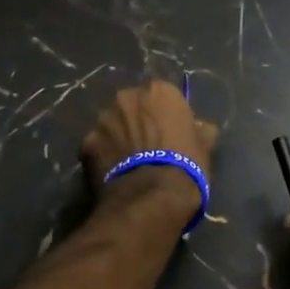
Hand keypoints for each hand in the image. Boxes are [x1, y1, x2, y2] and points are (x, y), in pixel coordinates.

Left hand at [81, 80, 218, 215]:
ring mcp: (103, 119)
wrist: (151, 196)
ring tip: (128, 161)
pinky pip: (97, 146)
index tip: (170, 133)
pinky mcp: (85, 143)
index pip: (163, 96)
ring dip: (118, 136)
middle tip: (147, 145)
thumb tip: (202, 127)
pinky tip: (114, 172)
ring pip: (112, 124)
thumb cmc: (185, 166)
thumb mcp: (204, 147)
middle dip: (138, 121)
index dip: (166, 115)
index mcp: (159, 91)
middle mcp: (127, 97)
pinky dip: (104, 155)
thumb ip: (201, 130)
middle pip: (133, 106)